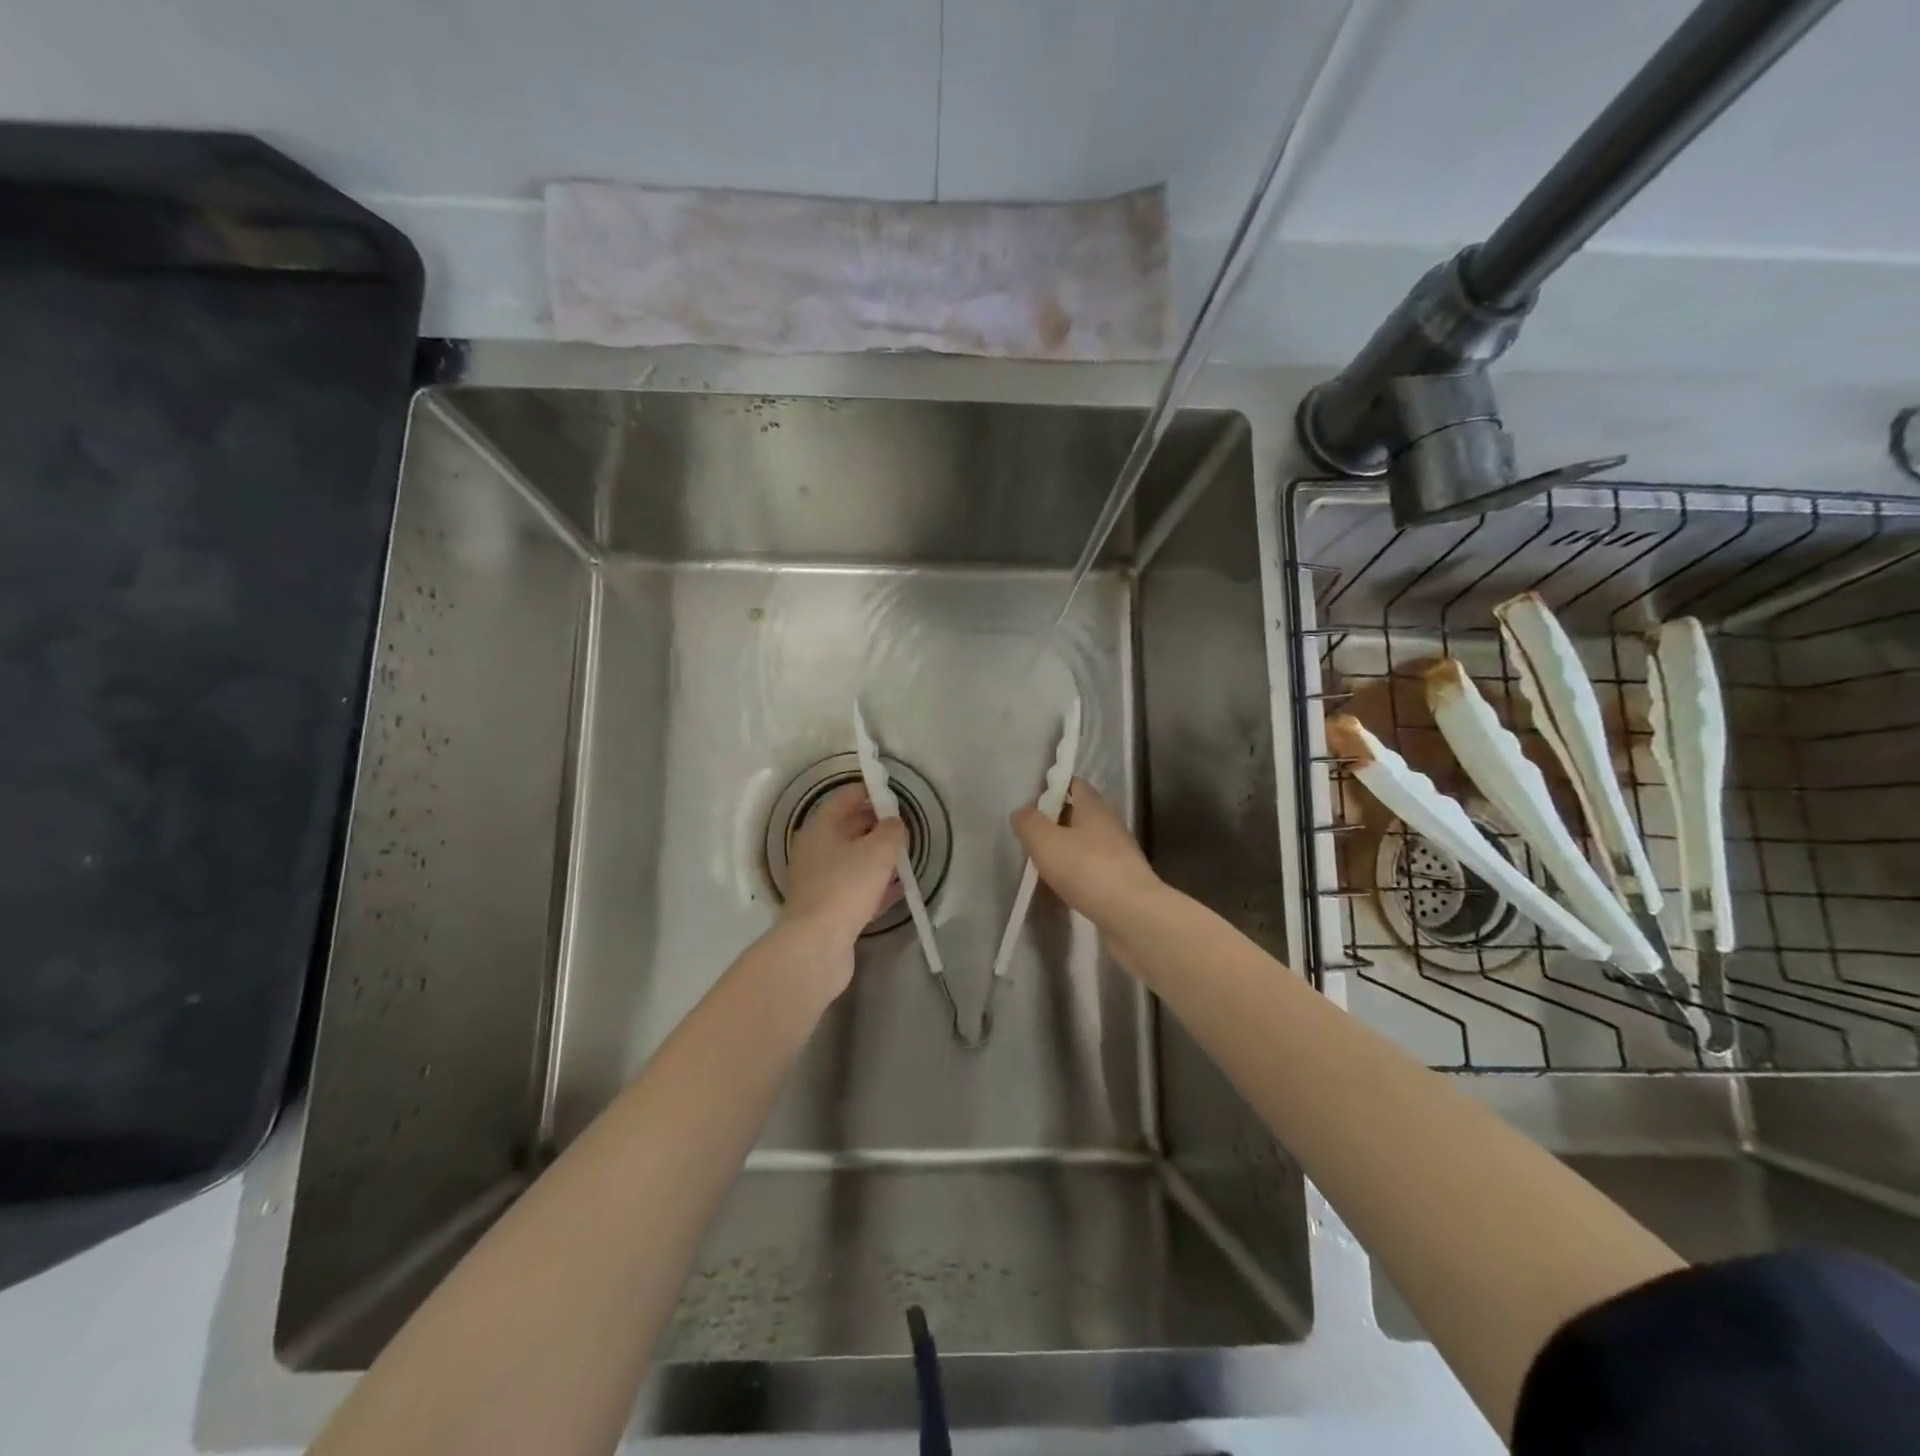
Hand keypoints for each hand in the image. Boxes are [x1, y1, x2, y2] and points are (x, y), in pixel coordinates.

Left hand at [781, 785, 906, 986]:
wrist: (817, 944)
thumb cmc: (846, 886)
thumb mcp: (879, 851)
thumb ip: (892, 831)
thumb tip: (895, 823)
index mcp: (820, 828)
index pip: (846, 798)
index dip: (871, 793)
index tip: (895, 797)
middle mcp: (814, 850)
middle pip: (848, 828)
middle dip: (876, 826)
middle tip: (903, 829)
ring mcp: (818, 880)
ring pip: (852, 860)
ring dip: (876, 857)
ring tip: (904, 858)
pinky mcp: (827, 908)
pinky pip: (854, 888)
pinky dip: (874, 885)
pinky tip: (897, 889)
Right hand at [1011, 777, 1164, 935]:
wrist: (1132, 915)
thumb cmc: (1086, 869)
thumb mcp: (1045, 841)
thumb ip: (1029, 823)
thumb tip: (1022, 811)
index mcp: (1094, 807)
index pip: (1074, 784)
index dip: (1053, 787)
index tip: (1031, 802)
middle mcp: (1110, 824)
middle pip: (1080, 813)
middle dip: (1056, 820)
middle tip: (1031, 835)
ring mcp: (1120, 853)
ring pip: (1087, 841)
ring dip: (1066, 847)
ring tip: (1043, 861)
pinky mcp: (1122, 880)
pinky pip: (1094, 866)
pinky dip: (1077, 870)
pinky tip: (1064, 884)